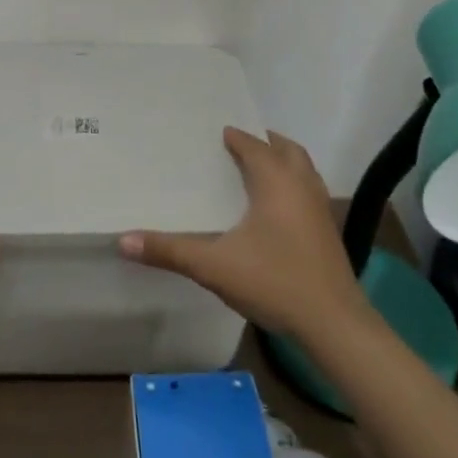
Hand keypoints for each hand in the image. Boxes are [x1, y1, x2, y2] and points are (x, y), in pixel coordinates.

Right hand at [118, 128, 371, 344]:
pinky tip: (277, 210)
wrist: (334, 323)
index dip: (236, 138)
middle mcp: (302, 186)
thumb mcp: (214, 266)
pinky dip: (293, 185)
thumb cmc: (274, 281)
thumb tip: (123, 240)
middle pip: (287, 150)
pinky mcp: (328, 231)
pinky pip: (309, 191)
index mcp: (276, 182)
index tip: (216, 134)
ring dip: (283, 162)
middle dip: (265, 143)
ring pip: (304, 170)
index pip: (254, 146)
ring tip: (259, 169)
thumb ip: (169, 251)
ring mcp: (320, 209)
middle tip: (238, 144)